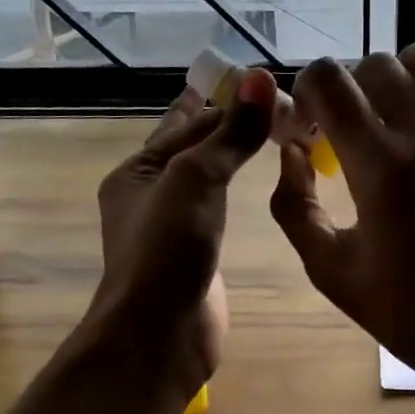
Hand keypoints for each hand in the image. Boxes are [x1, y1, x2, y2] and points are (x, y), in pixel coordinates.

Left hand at [90, 69, 276, 390]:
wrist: (159, 335)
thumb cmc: (168, 249)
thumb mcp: (197, 179)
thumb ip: (231, 133)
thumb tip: (263, 78)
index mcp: (137, 172)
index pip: (186, 122)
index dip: (223, 101)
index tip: (264, 82)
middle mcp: (150, 196)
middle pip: (194, 149)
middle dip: (228, 125)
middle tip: (278, 103)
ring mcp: (173, 229)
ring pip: (207, 181)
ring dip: (232, 158)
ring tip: (272, 135)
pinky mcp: (196, 256)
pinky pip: (219, 211)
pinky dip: (237, 194)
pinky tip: (260, 187)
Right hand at [272, 34, 414, 413]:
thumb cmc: (405, 311)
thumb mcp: (329, 269)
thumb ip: (295, 205)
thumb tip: (291, 151)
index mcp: (379, 169)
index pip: (328, 82)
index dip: (309, 90)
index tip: (313, 121)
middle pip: (382, 66)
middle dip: (354, 83)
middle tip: (357, 117)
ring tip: (411, 80)